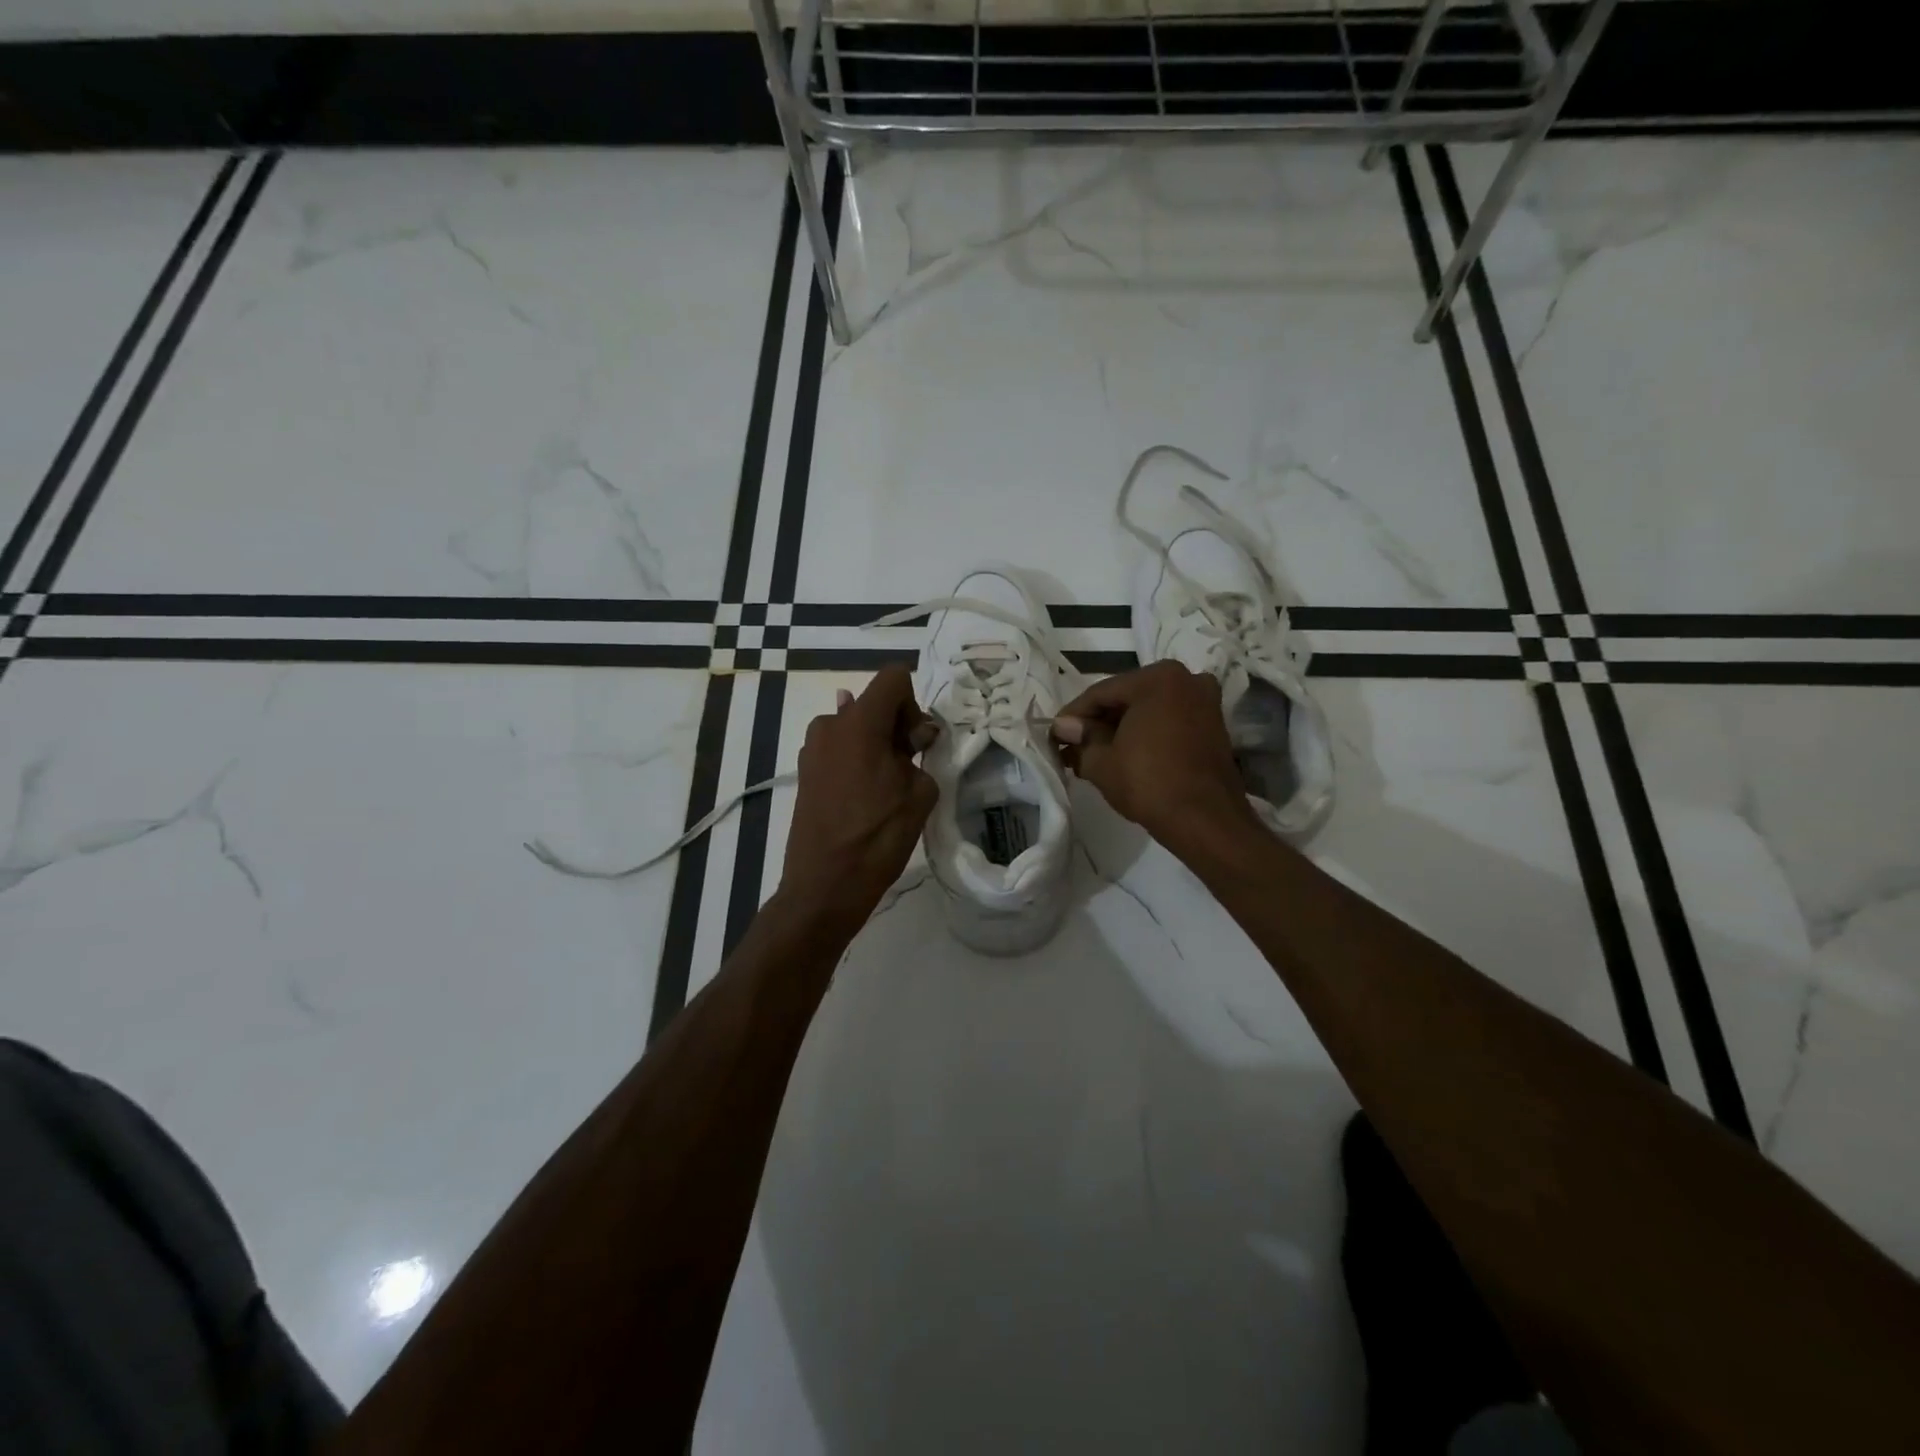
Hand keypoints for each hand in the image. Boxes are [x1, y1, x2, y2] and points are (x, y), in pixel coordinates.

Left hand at [778, 666, 939, 928]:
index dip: (914, 703)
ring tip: (888, 784)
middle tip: (911, 764)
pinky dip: (858, 758)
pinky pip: (840, 748)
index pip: (894, 677)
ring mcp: (812, 748)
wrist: (825, 885)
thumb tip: (915, 735)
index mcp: (859, 722)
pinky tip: (865, 794)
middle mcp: (830, 724)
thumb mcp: (919, 793)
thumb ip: (921, 752)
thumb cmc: (878, 836)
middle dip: (897, 724)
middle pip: (873, 701)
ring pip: (856, 726)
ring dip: (877, 742)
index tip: (917, 742)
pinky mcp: (805, 771)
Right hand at [1051, 662, 1253, 849]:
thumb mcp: (1101, 762)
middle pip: (1126, 698)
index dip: (1072, 715)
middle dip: (1098, 723)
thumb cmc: (1149, 783)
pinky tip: (1124, 755)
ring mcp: (1204, 702)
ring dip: (1120, 730)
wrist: (1206, 821)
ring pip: (1148, 710)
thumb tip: (1064, 727)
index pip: (1100, 693)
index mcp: (1157, 678)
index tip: (1053, 735)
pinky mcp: (1213, 726)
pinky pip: (1168, 722)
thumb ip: (1081, 738)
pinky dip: (1145, 734)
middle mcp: (1186, 679)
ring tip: (1093, 755)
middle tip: (1071, 747)